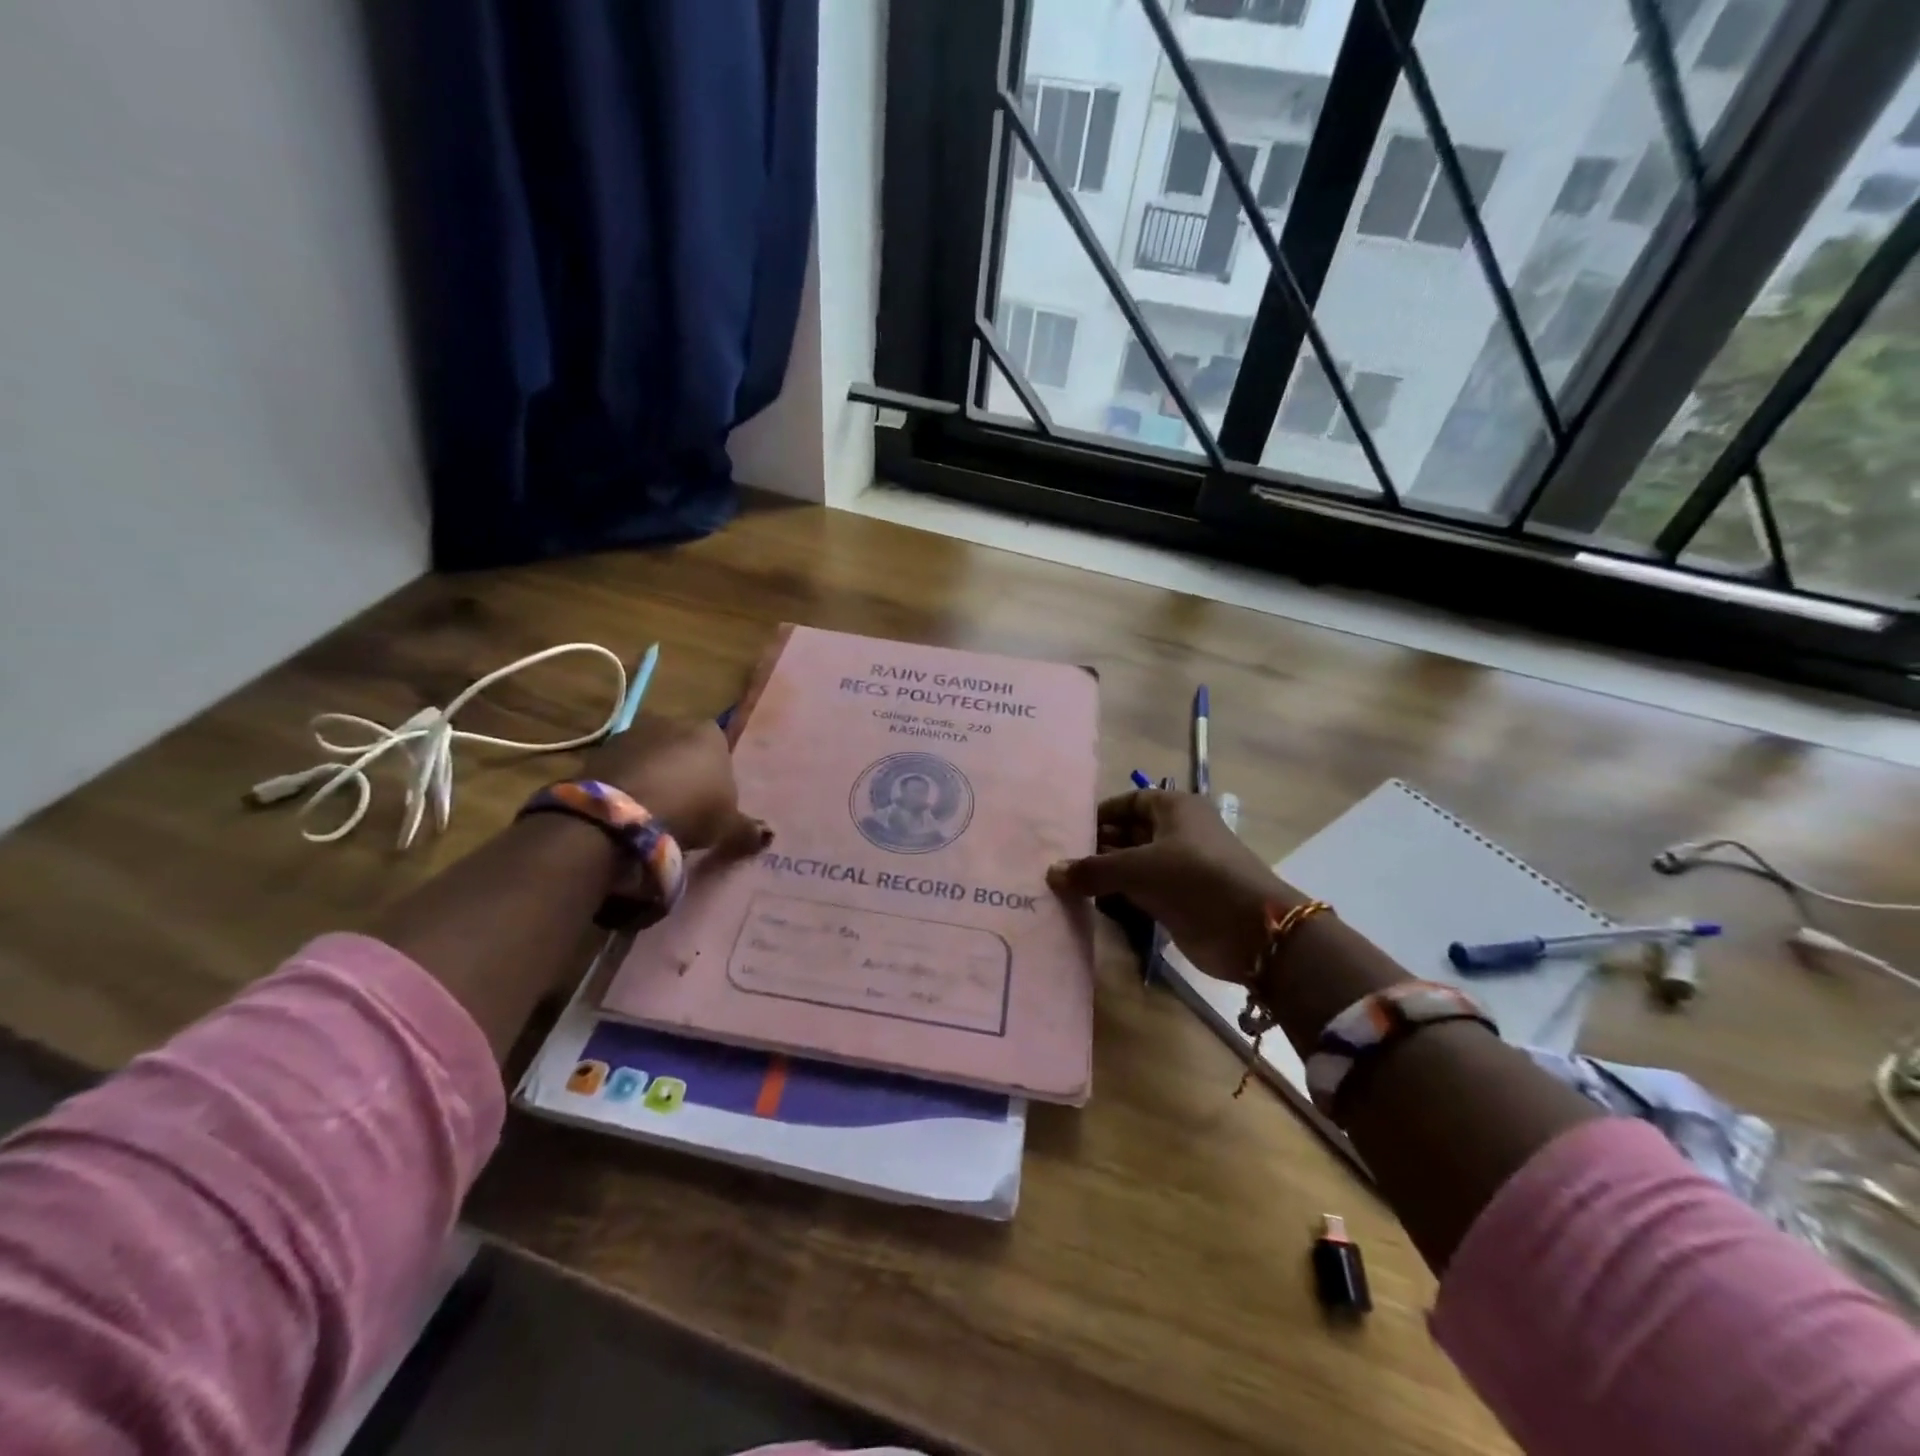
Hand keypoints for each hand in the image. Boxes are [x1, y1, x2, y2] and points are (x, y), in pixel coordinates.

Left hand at [577, 716, 769, 856]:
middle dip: (685, 773)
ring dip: (654, 778)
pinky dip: (628, 786)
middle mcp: (673, 722)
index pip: (721, 748)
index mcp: (710, 732)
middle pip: (684, 749)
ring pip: (652, 757)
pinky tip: (630, 813)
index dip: (718, 776)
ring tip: (655, 814)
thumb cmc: (690, 810)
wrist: (621, 814)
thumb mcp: (728, 826)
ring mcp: (633, 733)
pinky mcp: (600, 751)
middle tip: (686, 809)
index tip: (713, 803)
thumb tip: (768, 835)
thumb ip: (748, 828)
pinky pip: (624, 770)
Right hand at [1047, 790, 1292, 984]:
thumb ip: (1093, 870)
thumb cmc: (1195, 879)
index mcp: (1174, 808)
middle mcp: (1177, 832)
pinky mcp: (1179, 899)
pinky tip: (1090, 903)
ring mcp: (1179, 867)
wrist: (1252, 931)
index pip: (1129, 801)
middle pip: (1129, 832)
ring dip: (1105, 873)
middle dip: (1097, 846)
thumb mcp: (1138, 868)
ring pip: (1133, 864)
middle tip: (1058, 861)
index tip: (1068, 831)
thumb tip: (1051, 872)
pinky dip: (1118, 895)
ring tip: (1065, 883)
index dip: (1100, 813)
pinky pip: (1140, 891)